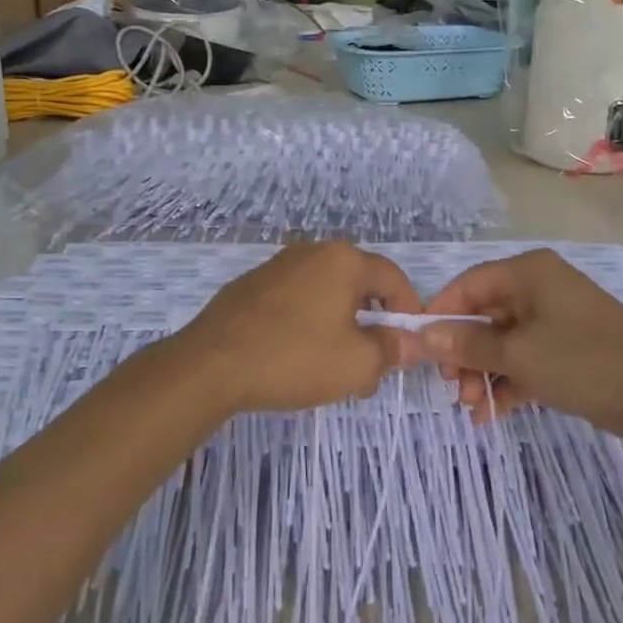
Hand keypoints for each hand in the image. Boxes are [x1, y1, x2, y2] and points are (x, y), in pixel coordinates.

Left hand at [172, 242, 421, 415]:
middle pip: (360, 285)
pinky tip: (299, 358)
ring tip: (337, 370)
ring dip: (342, 327)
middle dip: (374, 325)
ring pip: (327, 294)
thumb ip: (391, 350)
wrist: (211, 364)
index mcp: (344, 261)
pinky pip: (297, 300)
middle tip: (373, 366)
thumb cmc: (294, 357)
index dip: (410, 311)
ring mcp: (279, 265)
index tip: (411, 344)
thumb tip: (410, 342)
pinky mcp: (253, 285)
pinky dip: (310, 323)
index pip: (394, 279)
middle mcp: (313, 252)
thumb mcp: (356, 363)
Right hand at [413, 250, 622, 444]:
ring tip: (471, 408)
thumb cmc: (584, 361)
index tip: (420, 347)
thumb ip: (468, 345)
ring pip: (504, 342)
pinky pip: (526, 359)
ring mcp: (555, 320)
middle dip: (464, 353)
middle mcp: (539, 289)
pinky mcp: (568, 350)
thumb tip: (424, 336)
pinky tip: (492, 413)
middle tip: (451, 386)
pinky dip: (509, 382)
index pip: (469, 285)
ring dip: (484, 373)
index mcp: (528, 273)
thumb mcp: (519, 355)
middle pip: (485, 316)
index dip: (441, 314)